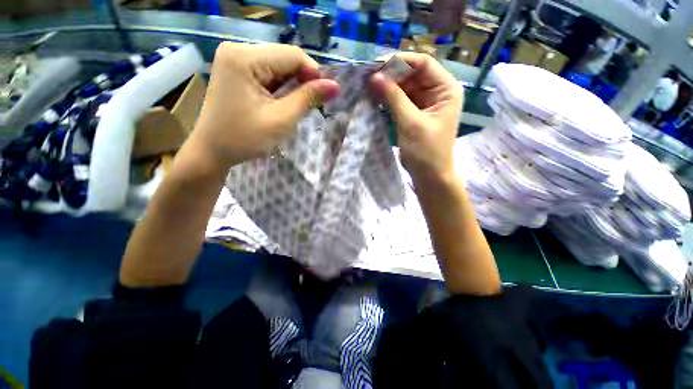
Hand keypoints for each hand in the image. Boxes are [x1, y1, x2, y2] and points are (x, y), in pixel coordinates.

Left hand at [192, 42, 339, 167]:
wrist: (212, 151)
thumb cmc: (245, 139)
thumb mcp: (281, 120)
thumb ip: (308, 99)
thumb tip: (335, 86)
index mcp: (245, 58)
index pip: (293, 55)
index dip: (314, 74)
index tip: (326, 96)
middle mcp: (238, 50)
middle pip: (284, 59)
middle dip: (303, 81)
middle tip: (312, 105)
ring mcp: (235, 60)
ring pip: (278, 67)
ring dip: (293, 86)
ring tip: (297, 107)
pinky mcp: (236, 71)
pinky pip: (268, 74)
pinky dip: (281, 88)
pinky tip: (283, 103)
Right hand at [371, 53, 461, 183]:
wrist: (429, 176)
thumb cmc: (426, 151)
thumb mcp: (410, 123)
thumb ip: (394, 98)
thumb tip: (374, 77)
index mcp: (446, 89)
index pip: (422, 63)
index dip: (399, 61)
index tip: (376, 65)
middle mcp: (437, 91)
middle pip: (412, 74)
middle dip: (390, 75)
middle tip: (367, 78)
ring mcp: (425, 103)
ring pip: (404, 87)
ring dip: (387, 87)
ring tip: (367, 87)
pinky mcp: (414, 114)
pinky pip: (400, 100)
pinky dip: (388, 99)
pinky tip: (375, 98)